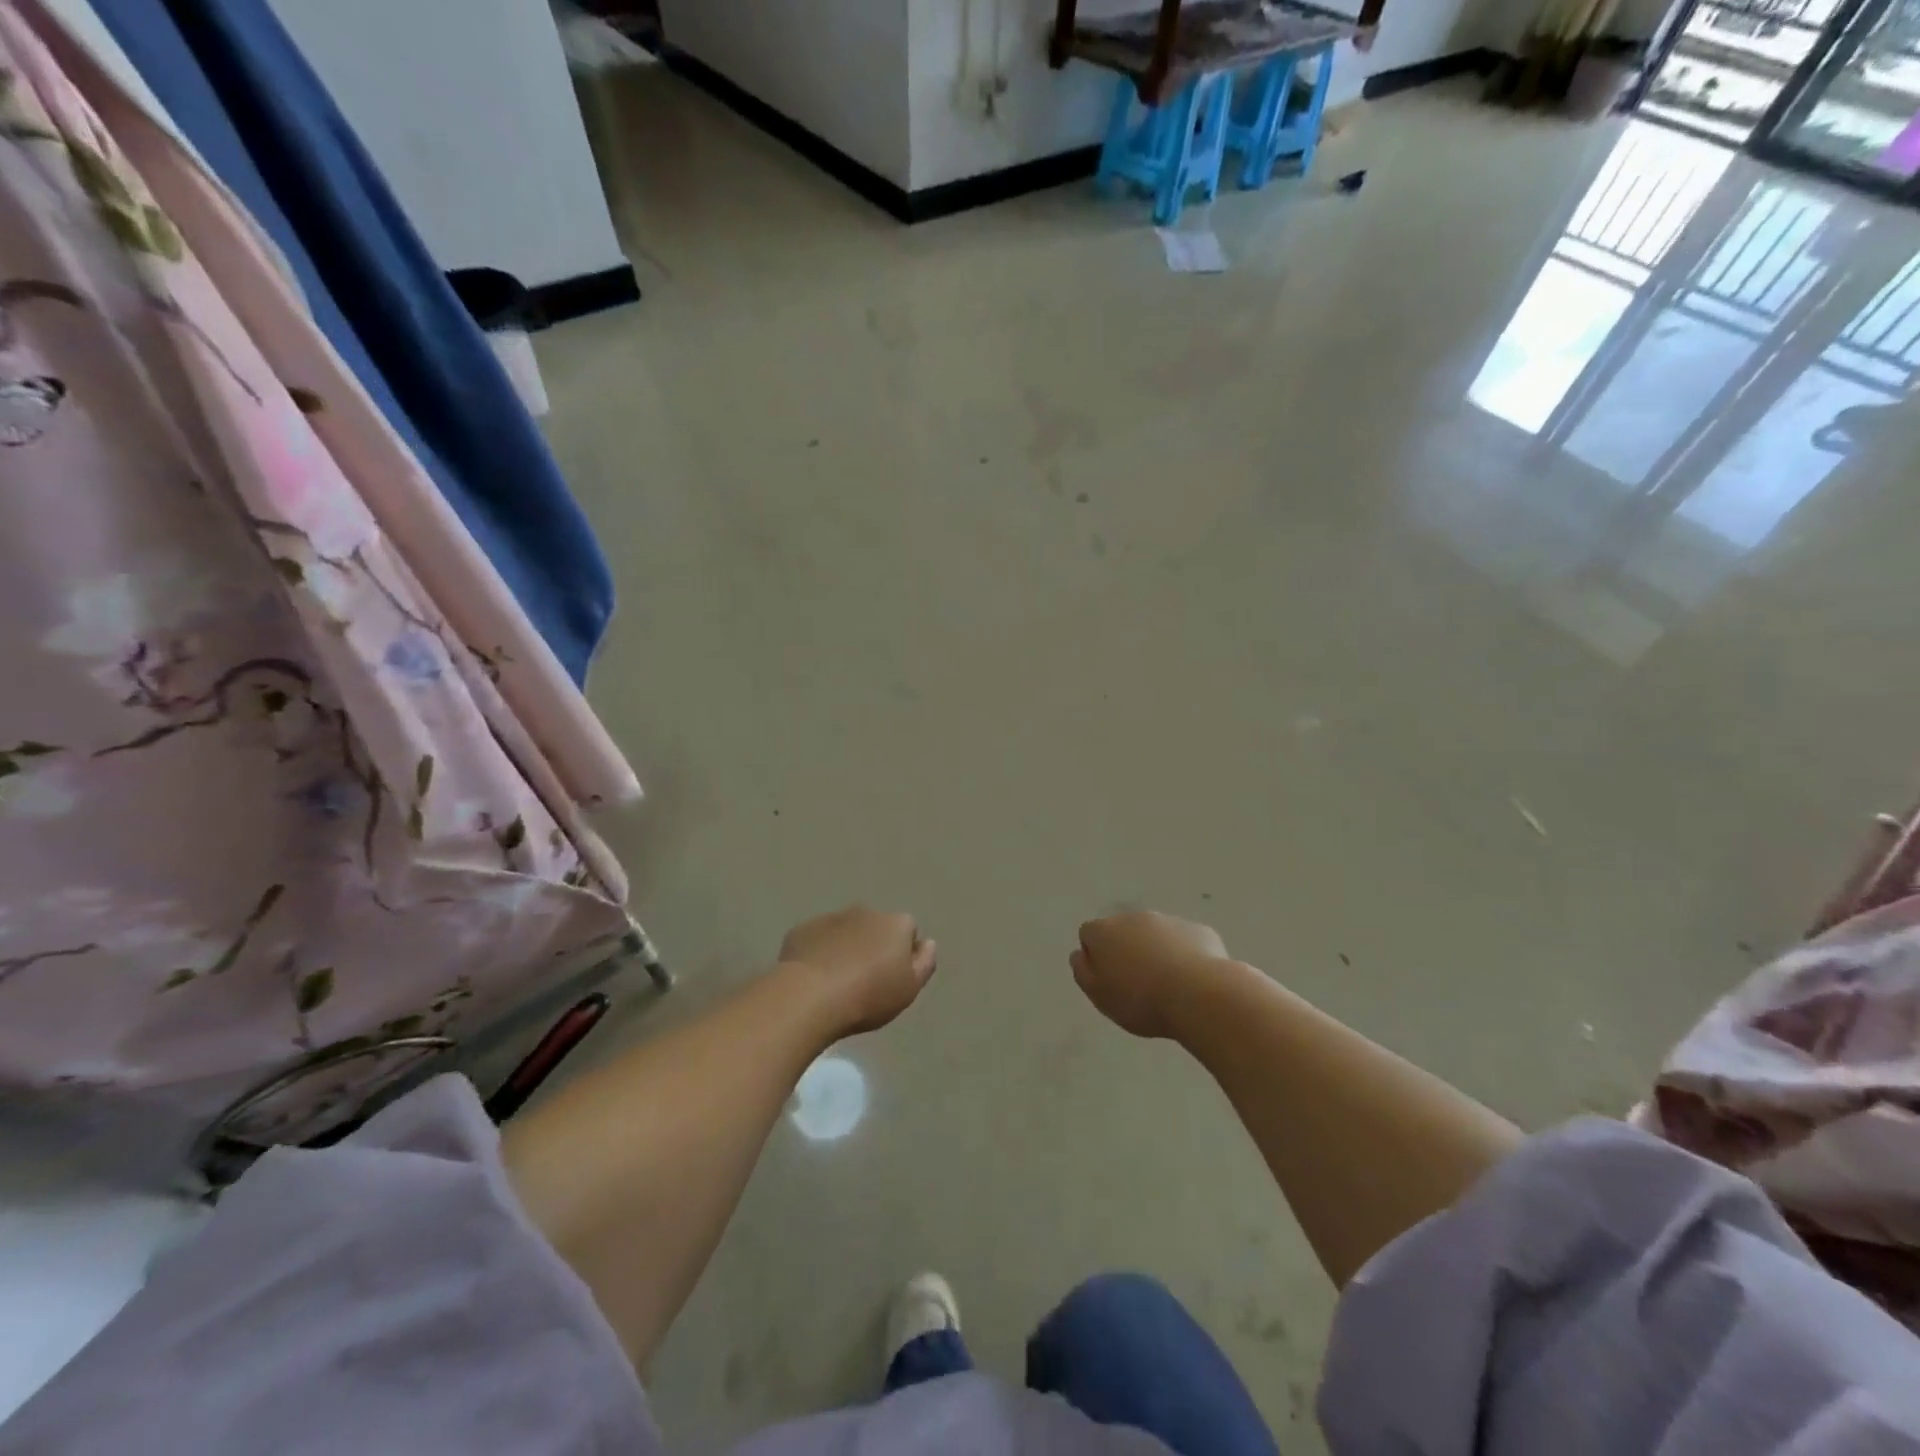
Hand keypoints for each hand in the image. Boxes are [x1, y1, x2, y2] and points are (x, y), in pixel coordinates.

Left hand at [779, 906, 937, 1036]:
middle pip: (876, 927)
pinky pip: (817, 939)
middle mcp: (865, 912)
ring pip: (845, 931)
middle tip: (865, 980)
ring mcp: (831, 918)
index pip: (908, 930)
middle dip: (873, 946)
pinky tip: (813, 978)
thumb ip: (924, 963)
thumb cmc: (869, 996)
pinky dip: (819, 952)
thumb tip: (928, 943)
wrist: (810, 996)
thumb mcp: (909, 989)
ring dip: (845, 948)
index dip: (903, 953)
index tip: (894, 977)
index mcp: (895, 923)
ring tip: (837, 982)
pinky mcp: (802, 930)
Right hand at [1072, 911, 1228, 1039]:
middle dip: (1127, 951)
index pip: (1089, 934)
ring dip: (1156, 952)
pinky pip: (1184, 942)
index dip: (1095, 956)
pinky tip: (1193, 981)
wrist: (1199, 995)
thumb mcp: (1099, 996)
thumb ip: (1083, 972)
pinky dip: (1185, 956)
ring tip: (1168, 986)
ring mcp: (1169, 921)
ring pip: (1155, 935)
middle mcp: (1134, 918)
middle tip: (1137, 985)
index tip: (1108, 980)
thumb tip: (1080, 954)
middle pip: (1123, 931)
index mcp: (1105, 931)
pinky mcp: (1199, 930)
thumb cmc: (1141, 1000)